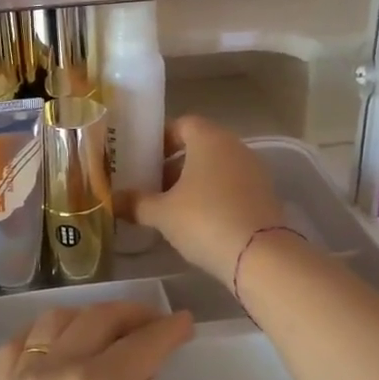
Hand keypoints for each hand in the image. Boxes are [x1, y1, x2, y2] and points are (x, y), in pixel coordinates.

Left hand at [0, 303, 192, 379]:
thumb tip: (143, 366)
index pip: (140, 345)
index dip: (168, 331)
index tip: (186, 322)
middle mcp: (52, 373)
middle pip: (96, 321)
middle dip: (132, 315)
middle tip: (157, 323)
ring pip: (54, 321)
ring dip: (88, 317)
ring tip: (112, 332)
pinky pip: (17, 347)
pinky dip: (42, 335)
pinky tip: (60, 346)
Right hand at [121, 115, 287, 281]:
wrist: (260, 255)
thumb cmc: (205, 220)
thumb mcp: (162, 213)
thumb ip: (136, 203)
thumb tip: (113, 201)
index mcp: (209, 138)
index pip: (182, 124)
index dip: (161, 139)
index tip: (143, 159)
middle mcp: (235, 146)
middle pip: (200, 146)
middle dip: (175, 164)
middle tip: (153, 186)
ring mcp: (254, 171)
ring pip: (217, 168)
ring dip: (195, 182)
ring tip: (172, 207)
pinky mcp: (265, 195)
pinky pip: (233, 187)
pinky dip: (215, 196)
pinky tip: (199, 221)